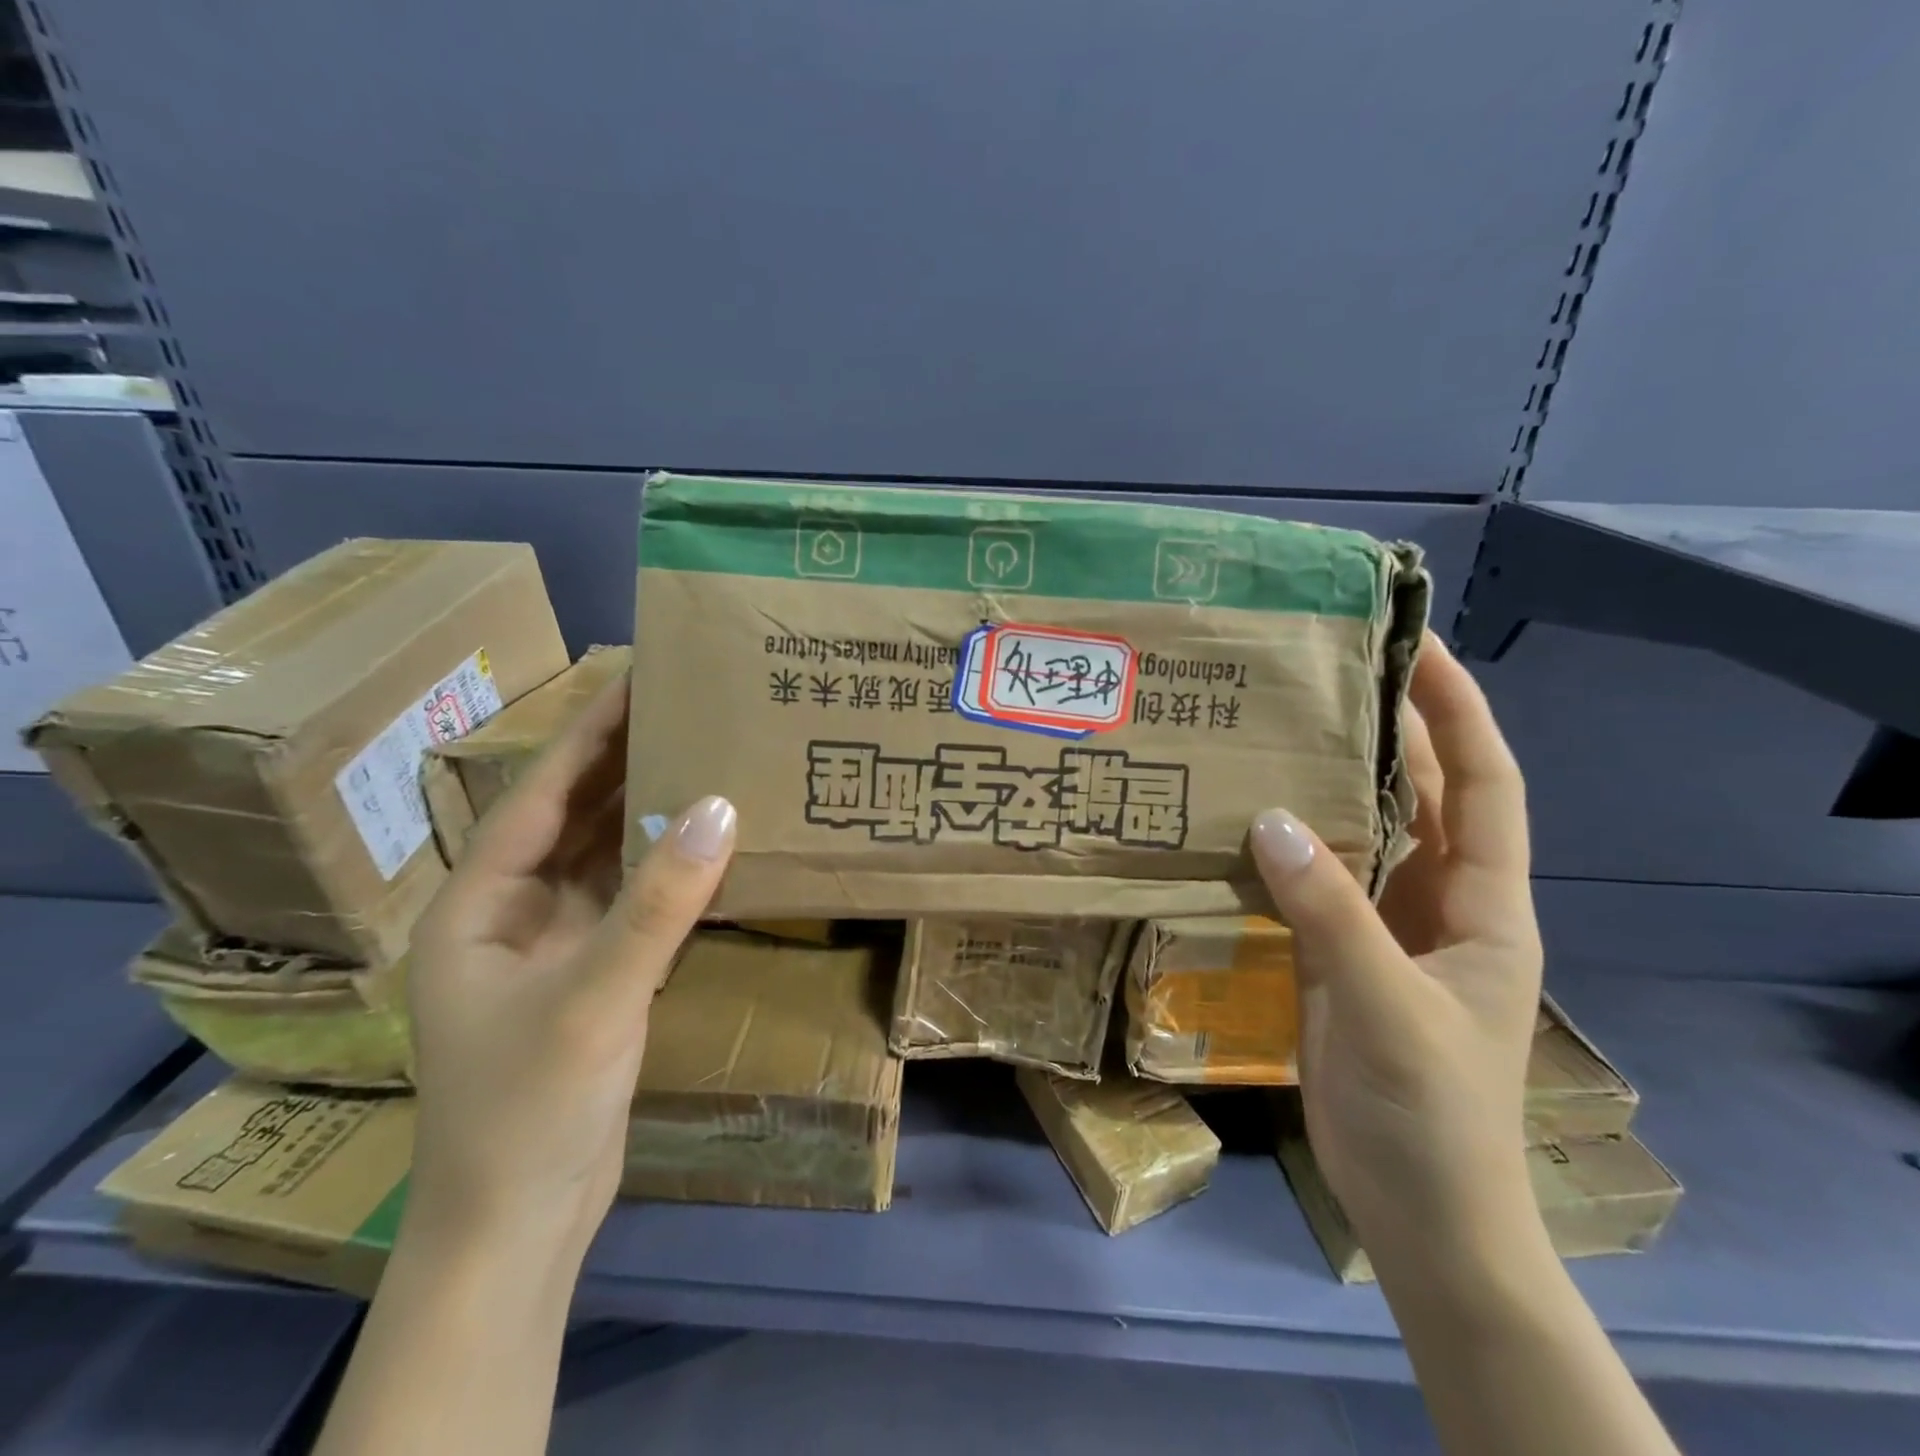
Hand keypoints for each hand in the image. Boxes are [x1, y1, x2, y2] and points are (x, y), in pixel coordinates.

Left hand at [405, 674, 735, 1260]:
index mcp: (480, 902)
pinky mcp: (593, 974)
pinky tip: (708, 840)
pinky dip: (667, 868)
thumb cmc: (527, 1108)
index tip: (636, 679)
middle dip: (622, 762)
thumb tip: (722, 806)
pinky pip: (633, 899)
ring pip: (605, 856)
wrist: (519, 1225)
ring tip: (703, 754)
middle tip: (684, 706)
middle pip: (572, 817)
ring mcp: (554, 944)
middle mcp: (511, 910)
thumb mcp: (594, 998)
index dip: (587, 735)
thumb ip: (658, 903)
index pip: (538, 794)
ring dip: (648, 811)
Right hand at [1250, 633, 1542, 1269]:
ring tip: (1278, 731)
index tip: (1418, 647)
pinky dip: (1289, 845)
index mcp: (1484, 904)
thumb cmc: (1430, 1111)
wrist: (1419, 1209)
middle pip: (1425, 796)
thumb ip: (1331, 912)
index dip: (1459, 712)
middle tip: (1325, 674)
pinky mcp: (1342, 953)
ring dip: (1332, 784)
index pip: (1487, 784)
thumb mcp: (1388, 1005)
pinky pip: (1318, 879)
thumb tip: (1269, 820)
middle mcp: (1442, 901)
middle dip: (1389, 731)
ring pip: (1366, 834)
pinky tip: (1246, 820)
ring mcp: (1389, 928)